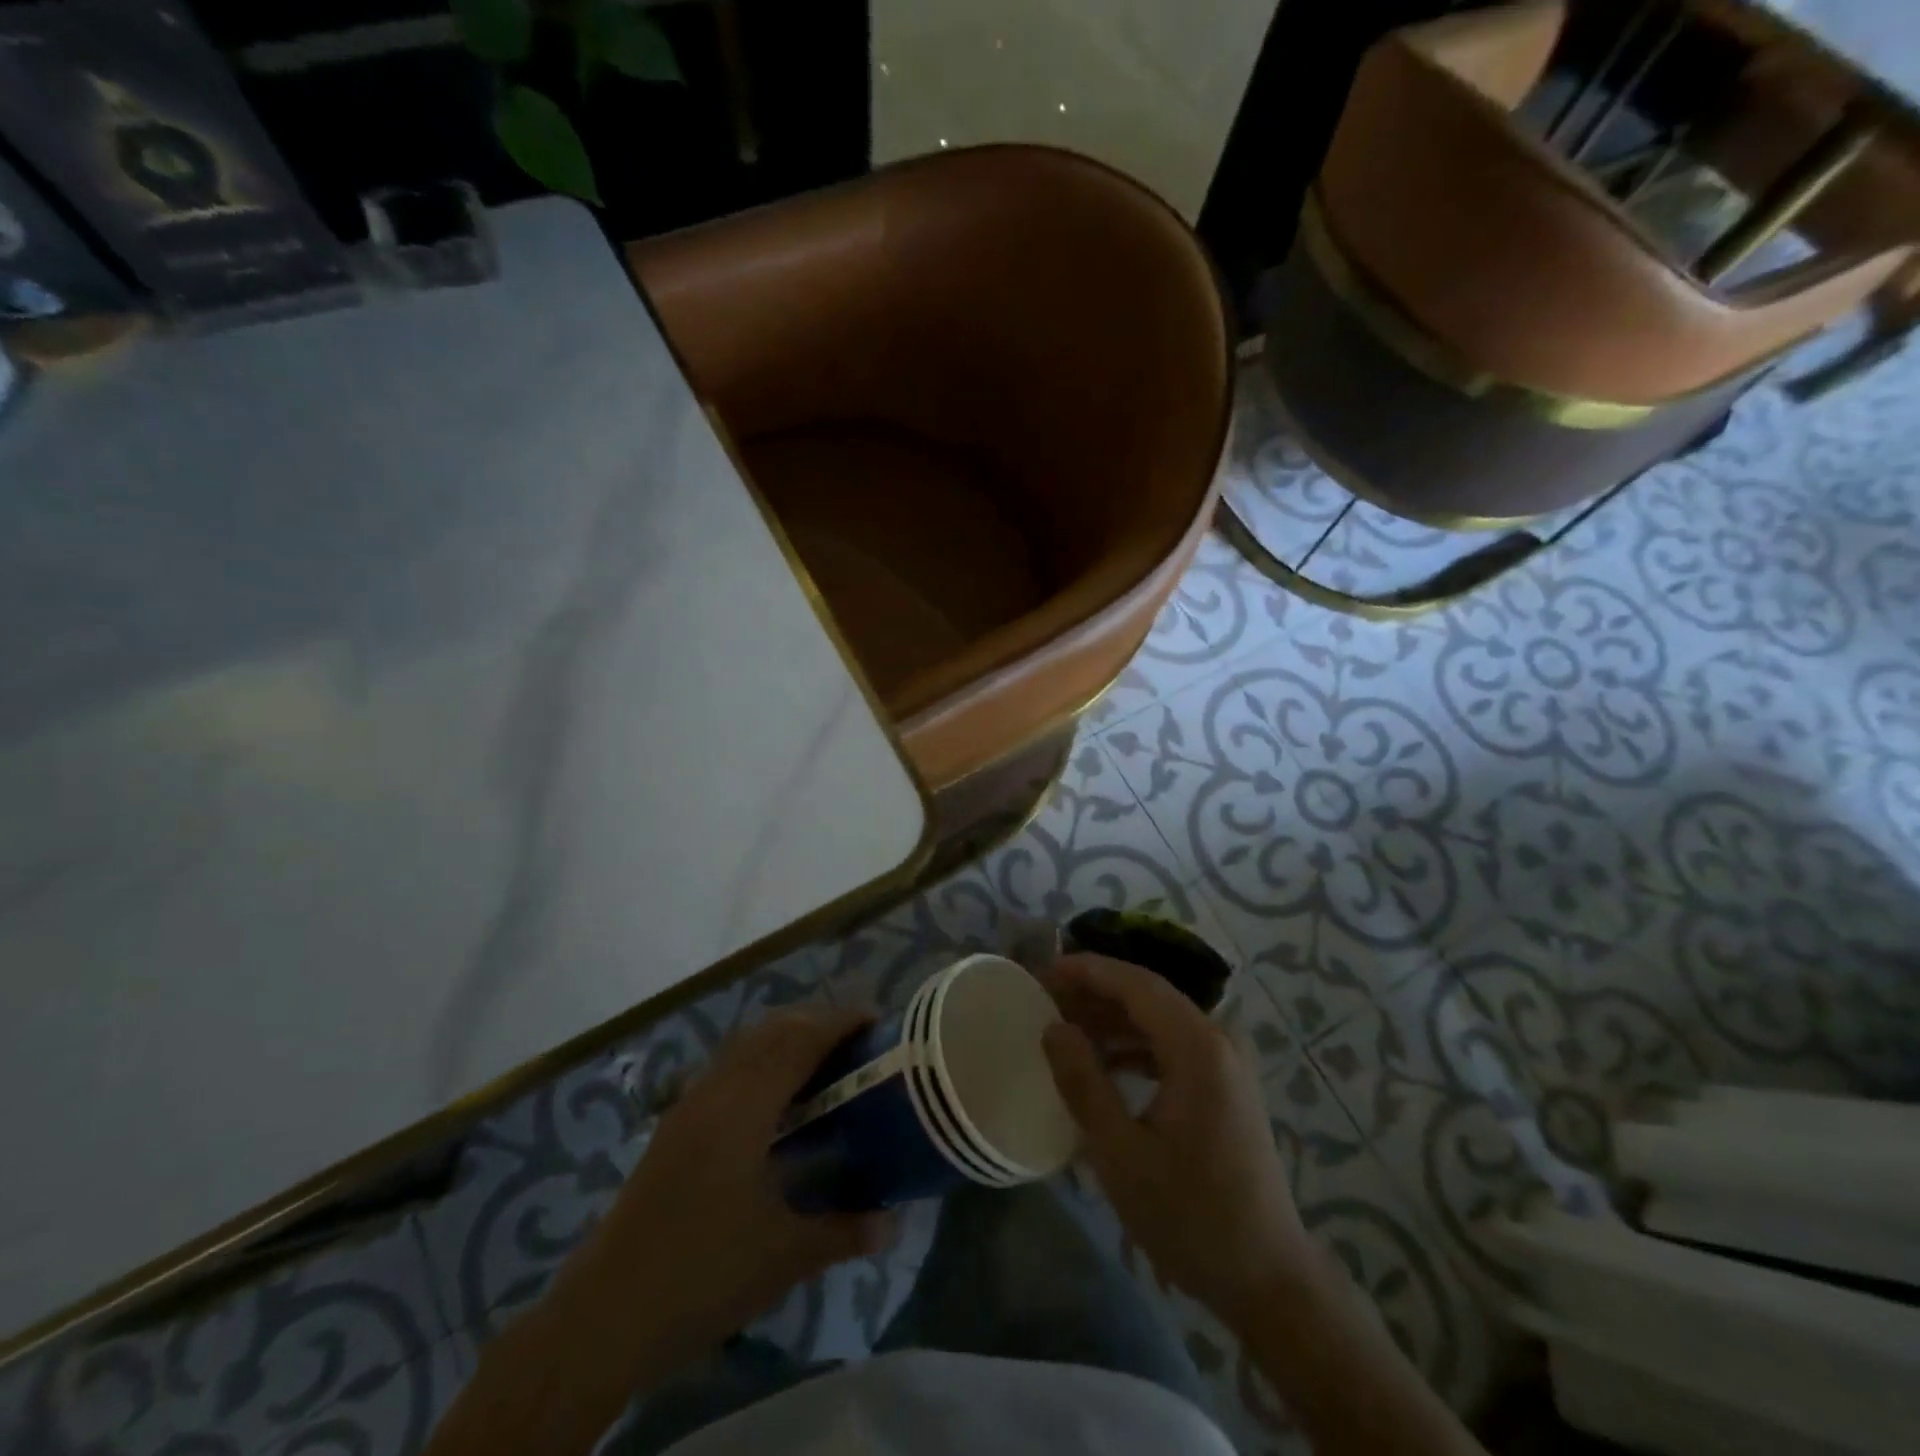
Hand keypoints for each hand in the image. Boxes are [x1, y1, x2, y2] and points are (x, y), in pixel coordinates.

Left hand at [583, 1007, 896, 1359]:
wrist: (604, 1314)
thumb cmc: (701, 1274)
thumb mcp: (783, 1257)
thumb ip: (844, 1232)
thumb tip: (892, 1223)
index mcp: (745, 1106)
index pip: (800, 1040)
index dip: (840, 1022)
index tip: (877, 1021)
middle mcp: (716, 1090)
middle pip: (772, 1030)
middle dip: (816, 1022)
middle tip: (857, 1041)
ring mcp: (690, 1105)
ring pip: (745, 1045)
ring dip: (786, 1038)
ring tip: (822, 1061)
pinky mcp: (675, 1126)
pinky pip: (728, 1068)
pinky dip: (761, 1060)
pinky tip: (775, 1100)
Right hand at [1041, 954, 1318, 1332]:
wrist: (1267, 1278)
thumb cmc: (1189, 1215)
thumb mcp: (1120, 1153)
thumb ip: (1083, 1082)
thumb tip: (1053, 1028)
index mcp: (1197, 1047)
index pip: (1135, 983)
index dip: (1087, 971)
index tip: (1042, 972)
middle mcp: (1217, 1041)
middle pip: (1148, 995)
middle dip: (1095, 992)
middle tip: (1046, 999)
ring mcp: (1226, 1063)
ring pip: (1159, 1019)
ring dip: (1113, 1019)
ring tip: (1065, 1028)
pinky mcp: (1225, 1086)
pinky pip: (1172, 1045)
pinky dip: (1135, 1045)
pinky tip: (1104, 1063)